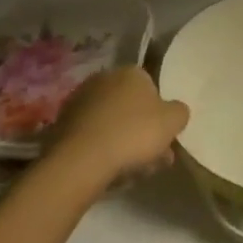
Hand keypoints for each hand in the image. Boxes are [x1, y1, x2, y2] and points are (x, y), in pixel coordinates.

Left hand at [46, 66, 188, 191]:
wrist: (81, 161)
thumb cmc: (133, 133)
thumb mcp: (173, 121)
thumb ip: (179, 112)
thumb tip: (175, 111)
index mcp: (130, 72)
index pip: (152, 87)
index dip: (160, 113)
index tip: (165, 136)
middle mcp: (104, 79)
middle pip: (131, 106)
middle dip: (143, 129)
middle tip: (154, 157)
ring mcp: (80, 101)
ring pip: (112, 123)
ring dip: (123, 141)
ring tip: (134, 170)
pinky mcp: (63, 125)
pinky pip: (93, 136)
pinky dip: (102, 149)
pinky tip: (110, 170)